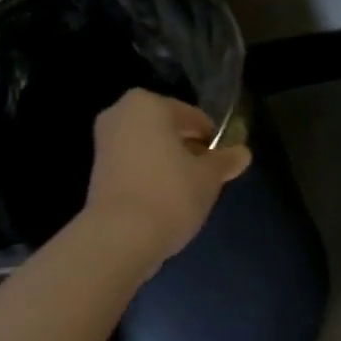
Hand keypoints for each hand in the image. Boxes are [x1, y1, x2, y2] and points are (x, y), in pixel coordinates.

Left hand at [84, 90, 251, 269]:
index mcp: (147, 104)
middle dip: (188, 150)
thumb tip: (243, 153)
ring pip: (149, 149)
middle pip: (167, 130)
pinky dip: (151, 178)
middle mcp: (120, 115)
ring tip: (189, 192)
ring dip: (169, 165)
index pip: (193, 117)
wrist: (120, 237)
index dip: (213, 139)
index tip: (224, 161)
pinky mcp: (98, 173)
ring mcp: (104, 144)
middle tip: (209, 177)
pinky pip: (135, 167)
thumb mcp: (208, 177)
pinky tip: (166, 201)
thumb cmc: (170, 194)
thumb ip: (225, 161)